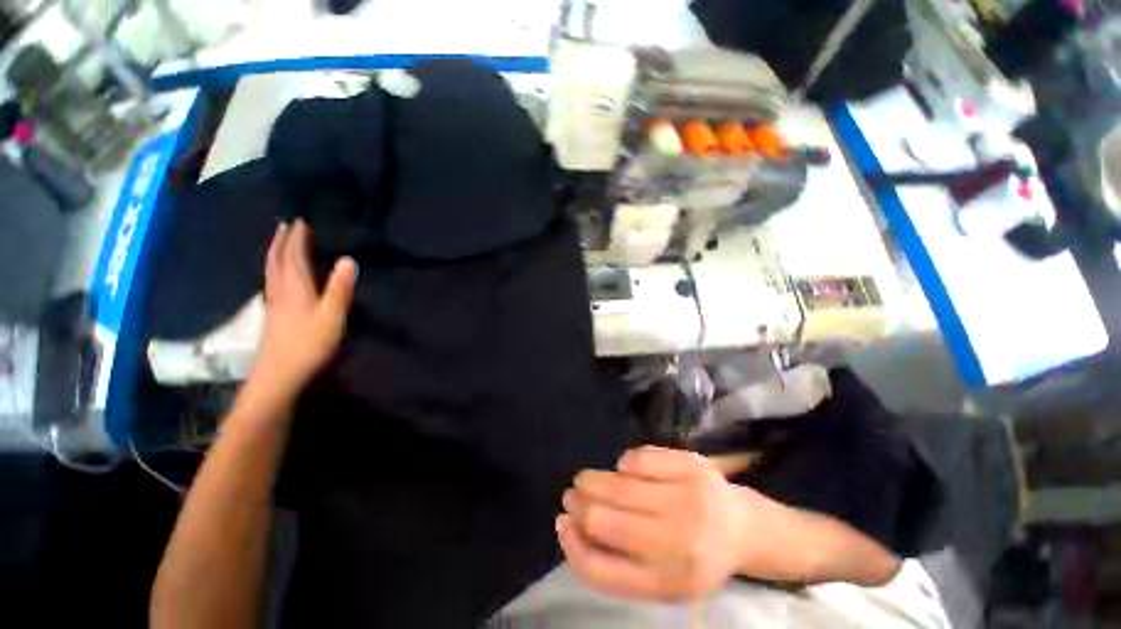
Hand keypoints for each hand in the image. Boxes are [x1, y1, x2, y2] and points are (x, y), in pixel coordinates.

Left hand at [251, 219, 357, 399]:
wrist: (279, 374)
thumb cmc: (309, 344)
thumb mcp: (332, 316)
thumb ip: (340, 288)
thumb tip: (348, 259)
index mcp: (295, 287)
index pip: (294, 257)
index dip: (297, 239)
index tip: (300, 221)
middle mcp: (280, 290)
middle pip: (278, 260)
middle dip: (282, 241)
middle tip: (286, 225)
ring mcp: (274, 303)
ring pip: (271, 271)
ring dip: (276, 253)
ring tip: (280, 243)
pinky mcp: (273, 315)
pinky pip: (272, 282)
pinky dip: (274, 270)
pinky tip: (277, 275)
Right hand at [557, 446, 801, 600]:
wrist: (744, 529)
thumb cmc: (694, 555)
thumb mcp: (657, 577)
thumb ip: (614, 560)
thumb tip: (569, 525)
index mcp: (668, 582)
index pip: (601, 569)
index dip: (572, 545)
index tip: (563, 525)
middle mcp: (678, 543)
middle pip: (604, 520)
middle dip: (578, 504)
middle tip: (572, 495)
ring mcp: (688, 499)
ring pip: (618, 484)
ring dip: (593, 480)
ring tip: (586, 479)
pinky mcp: (692, 466)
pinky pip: (638, 458)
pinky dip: (624, 463)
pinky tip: (626, 470)